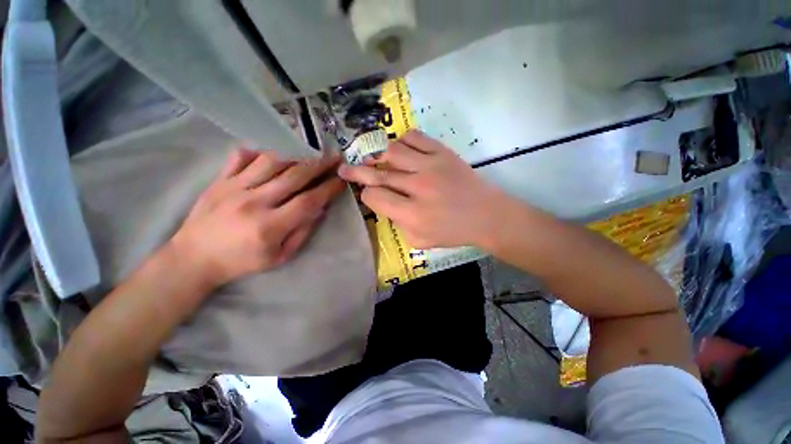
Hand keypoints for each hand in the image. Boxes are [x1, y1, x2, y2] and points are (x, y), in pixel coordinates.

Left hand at [171, 147, 344, 288]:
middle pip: (294, 176)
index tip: (342, 180)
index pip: (308, 201)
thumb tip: (320, 209)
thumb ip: (302, 232)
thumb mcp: (279, 257)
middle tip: (335, 157)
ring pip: (271, 161)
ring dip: (296, 155)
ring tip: (311, 153)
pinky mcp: (220, 180)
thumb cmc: (241, 262)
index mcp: (270, 226)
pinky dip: (261, 151)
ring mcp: (234, 187)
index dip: (329, 188)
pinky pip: (241, 157)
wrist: (193, 258)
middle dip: (319, 165)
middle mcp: (254, 202)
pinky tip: (275, 154)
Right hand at [338, 131, 507, 248]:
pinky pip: (414, 137)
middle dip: (356, 171)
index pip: (375, 197)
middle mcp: (417, 187)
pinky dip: (401, 140)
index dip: (366, 195)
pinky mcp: (442, 152)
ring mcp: (431, 166)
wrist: (486, 215)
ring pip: (392, 151)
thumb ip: (397, 223)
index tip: (368, 194)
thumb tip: (384, 204)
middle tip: (344, 168)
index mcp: (412, 214)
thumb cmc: (453, 232)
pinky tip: (399, 149)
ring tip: (372, 158)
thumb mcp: (420, 240)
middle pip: (378, 174)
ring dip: (376, 155)